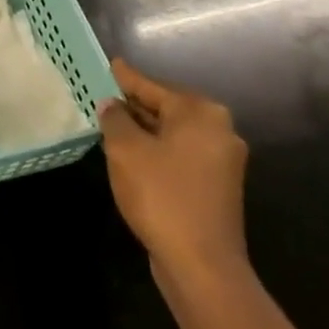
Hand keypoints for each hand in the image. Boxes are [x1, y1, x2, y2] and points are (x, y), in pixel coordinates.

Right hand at [97, 59, 248, 285]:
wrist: (202, 264)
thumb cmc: (162, 195)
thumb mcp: (126, 150)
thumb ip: (115, 119)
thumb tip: (111, 105)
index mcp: (200, 113)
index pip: (153, 87)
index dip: (127, 78)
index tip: (111, 64)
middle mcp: (219, 130)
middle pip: (167, 108)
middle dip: (136, 105)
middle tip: (106, 97)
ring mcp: (222, 161)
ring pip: (174, 133)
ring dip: (145, 130)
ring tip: (113, 124)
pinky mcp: (218, 187)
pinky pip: (180, 155)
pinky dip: (158, 151)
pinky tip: (134, 157)